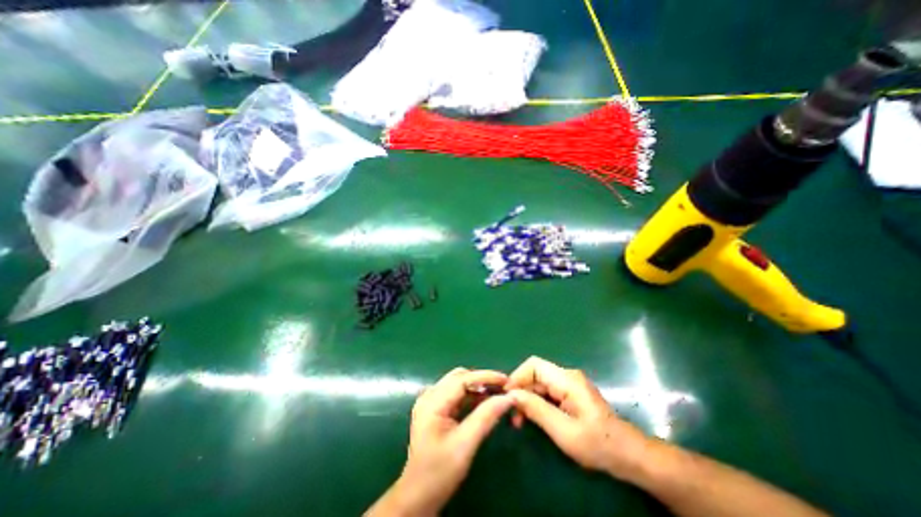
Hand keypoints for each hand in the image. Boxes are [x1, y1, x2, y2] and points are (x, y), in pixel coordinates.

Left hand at [365, 369, 510, 515]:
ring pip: (457, 383)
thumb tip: (508, 398)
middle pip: (459, 377)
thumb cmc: (439, 472)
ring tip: (496, 394)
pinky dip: (470, 394)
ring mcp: (430, 401)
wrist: (418, 496)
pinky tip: (483, 402)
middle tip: (502, 388)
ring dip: (477, 386)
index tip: (506, 380)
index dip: (485, 376)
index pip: (462, 379)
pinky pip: (455, 393)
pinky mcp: (434, 409)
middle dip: (481, 380)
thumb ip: (486, 417)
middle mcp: (429, 395)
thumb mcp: (465, 445)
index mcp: (432, 402)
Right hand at [508, 355, 650, 479]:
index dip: (517, 377)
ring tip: (520, 421)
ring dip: (527, 399)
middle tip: (513, 415)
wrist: (628, 456)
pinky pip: (547, 391)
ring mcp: (569, 384)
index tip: (507, 397)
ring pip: (539, 383)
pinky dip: (537, 403)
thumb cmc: (598, 444)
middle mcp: (567, 376)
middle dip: (521, 391)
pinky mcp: (570, 393)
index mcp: (567, 380)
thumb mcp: (563, 431)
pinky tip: (533, 418)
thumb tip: (511, 394)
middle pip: (535, 374)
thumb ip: (536, 409)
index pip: (534, 365)